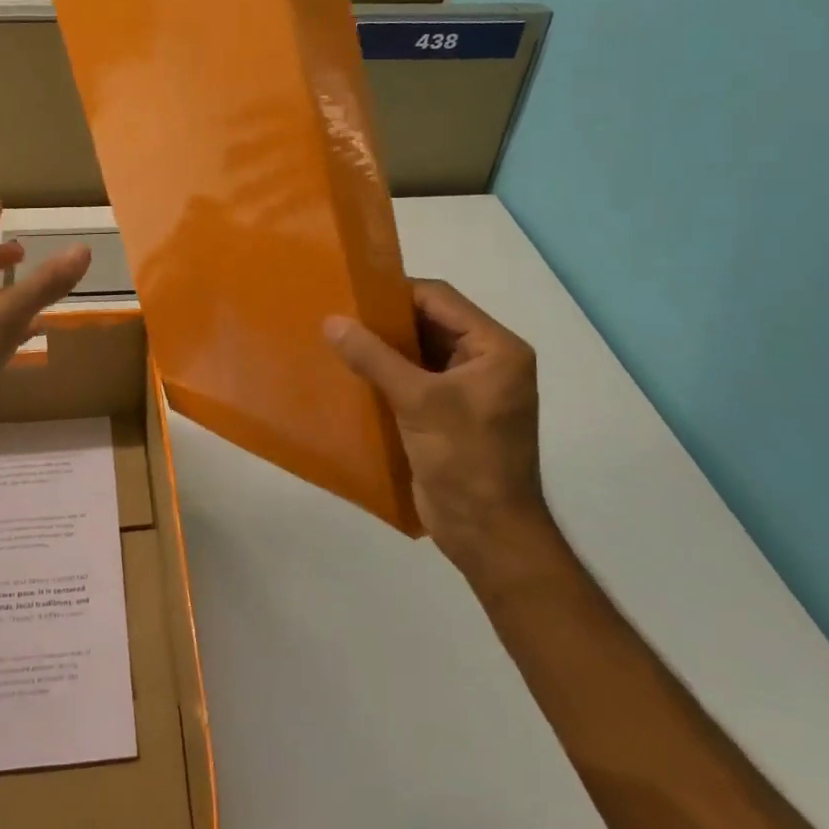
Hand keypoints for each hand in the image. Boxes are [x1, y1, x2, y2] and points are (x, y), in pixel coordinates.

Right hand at [325, 279, 548, 575]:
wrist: (488, 535)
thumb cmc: (465, 460)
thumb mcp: (419, 402)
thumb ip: (375, 358)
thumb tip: (332, 321)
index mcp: (496, 348)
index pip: (440, 299)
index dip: (395, 293)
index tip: (351, 293)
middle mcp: (486, 361)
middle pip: (429, 322)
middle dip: (385, 320)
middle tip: (338, 316)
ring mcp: (468, 388)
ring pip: (418, 351)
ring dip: (383, 347)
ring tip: (338, 340)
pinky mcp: (448, 413)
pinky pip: (414, 378)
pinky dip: (386, 374)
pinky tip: (352, 373)